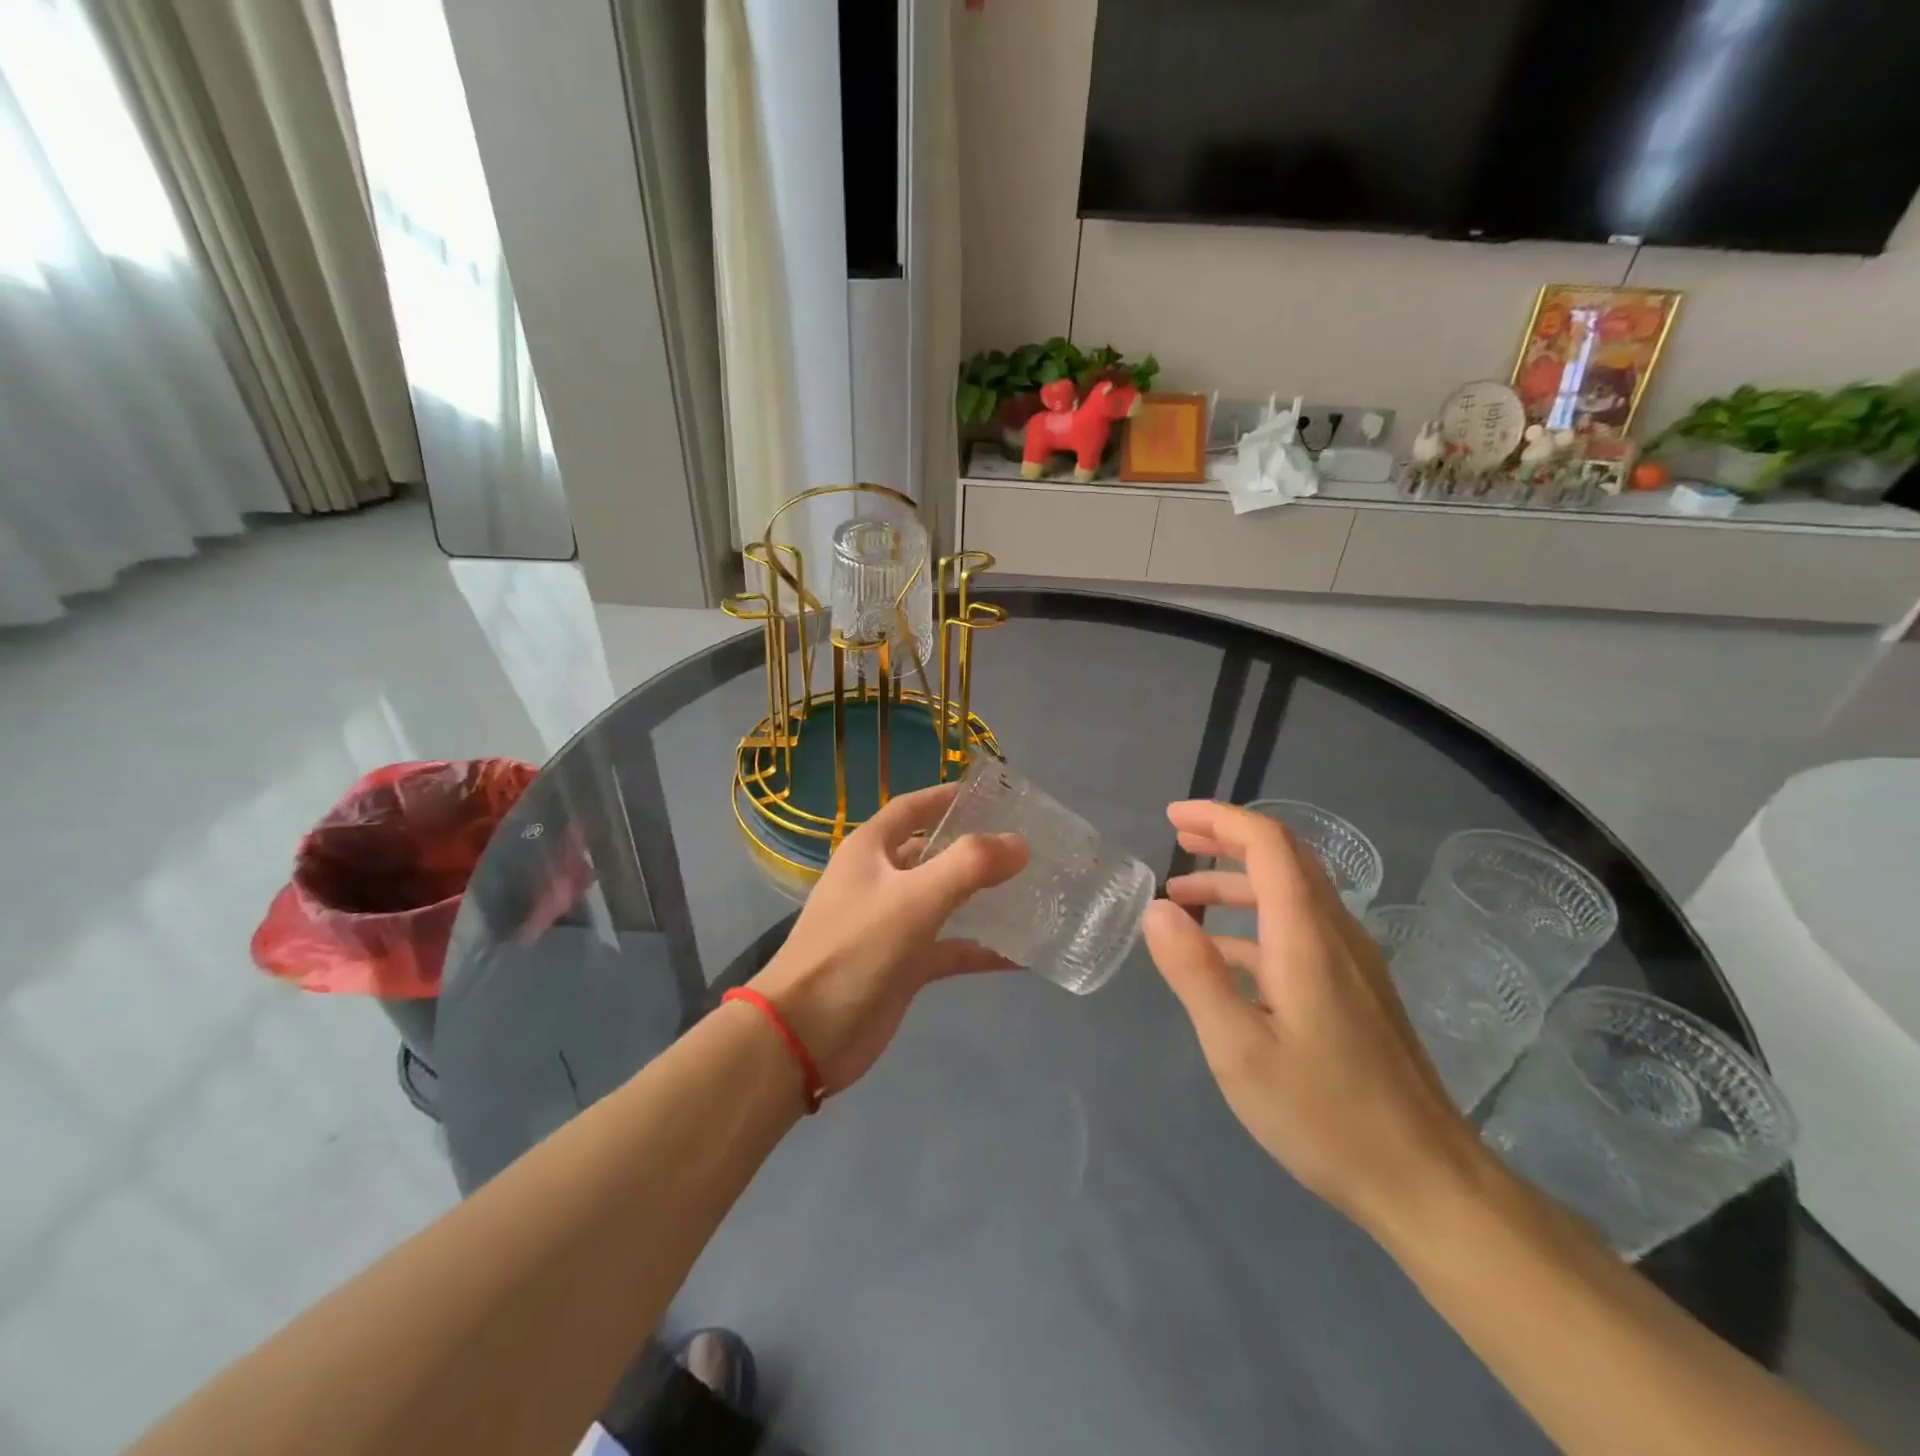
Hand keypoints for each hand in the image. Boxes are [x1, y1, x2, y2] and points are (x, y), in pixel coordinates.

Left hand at [748, 782, 1026, 1095]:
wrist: (805, 1035)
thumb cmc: (855, 950)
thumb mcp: (914, 898)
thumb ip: (969, 865)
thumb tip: (1020, 843)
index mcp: (870, 850)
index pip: (912, 808)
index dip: (948, 797)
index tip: (994, 793)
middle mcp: (880, 880)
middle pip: (932, 853)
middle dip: (974, 848)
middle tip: (1026, 846)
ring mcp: (891, 925)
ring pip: (943, 901)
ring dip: (981, 898)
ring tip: (1033, 891)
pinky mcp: (903, 966)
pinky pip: (948, 949)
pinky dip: (979, 949)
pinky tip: (1020, 955)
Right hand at [1143, 801, 1485, 1234]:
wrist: (1427, 1181)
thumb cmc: (1324, 1114)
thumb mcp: (1238, 1048)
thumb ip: (1194, 972)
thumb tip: (1157, 908)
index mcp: (1306, 935)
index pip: (1268, 844)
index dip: (1220, 819)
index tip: (1173, 817)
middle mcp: (1335, 933)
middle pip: (1284, 856)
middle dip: (1228, 838)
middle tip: (1177, 839)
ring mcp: (1352, 961)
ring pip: (1292, 892)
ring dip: (1236, 882)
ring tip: (1183, 897)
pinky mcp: (1355, 989)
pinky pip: (1300, 928)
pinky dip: (1254, 920)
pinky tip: (1222, 955)